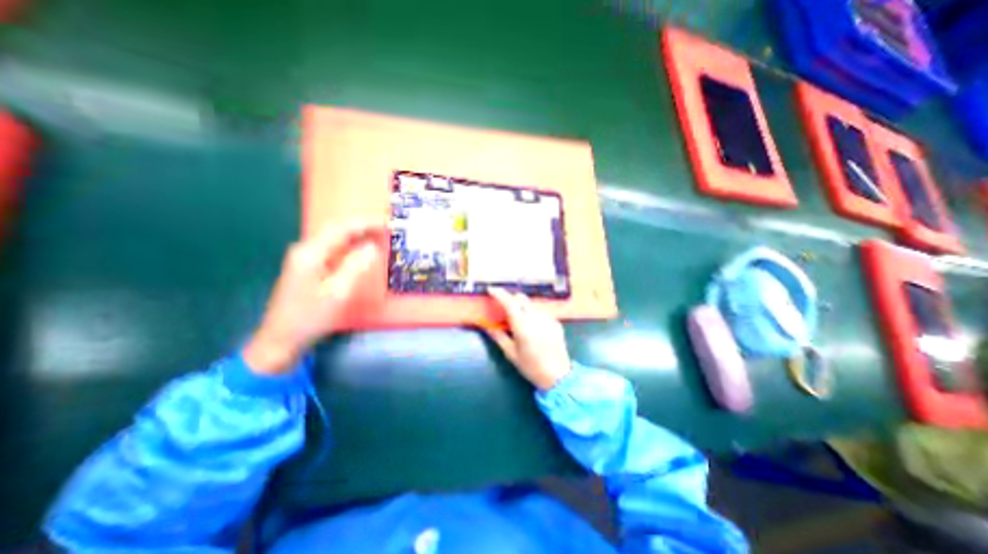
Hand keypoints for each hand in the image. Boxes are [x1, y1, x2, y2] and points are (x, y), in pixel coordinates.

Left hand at [244, 223, 388, 372]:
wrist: (281, 338)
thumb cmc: (311, 317)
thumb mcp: (338, 293)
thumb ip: (356, 266)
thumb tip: (372, 247)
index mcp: (311, 253)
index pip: (341, 228)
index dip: (365, 223)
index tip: (386, 223)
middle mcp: (305, 249)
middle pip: (336, 229)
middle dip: (361, 226)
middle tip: (385, 229)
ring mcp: (304, 257)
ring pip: (333, 237)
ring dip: (356, 234)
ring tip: (377, 236)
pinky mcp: (306, 266)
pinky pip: (331, 247)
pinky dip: (349, 244)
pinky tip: (360, 249)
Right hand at [485, 290, 571, 388]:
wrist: (558, 375)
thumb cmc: (531, 366)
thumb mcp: (511, 353)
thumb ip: (498, 336)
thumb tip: (486, 326)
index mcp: (522, 325)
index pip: (509, 302)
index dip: (499, 293)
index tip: (491, 290)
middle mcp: (536, 317)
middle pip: (521, 298)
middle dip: (510, 298)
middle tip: (503, 307)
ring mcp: (547, 318)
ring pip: (531, 304)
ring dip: (522, 306)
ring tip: (518, 318)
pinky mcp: (555, 322)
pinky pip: (541, 311)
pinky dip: (533, 313)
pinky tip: (532, 326)